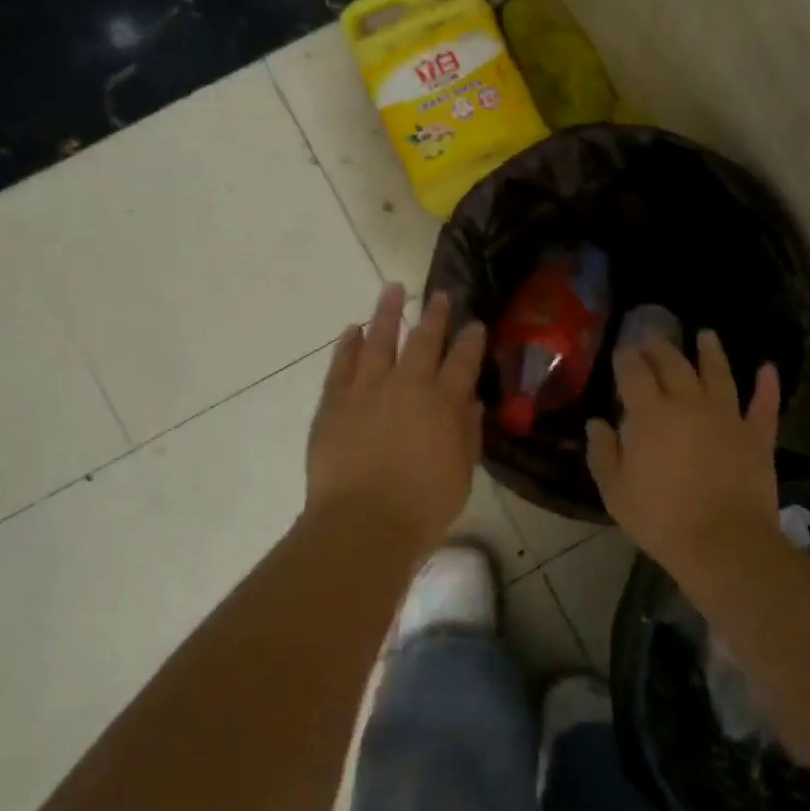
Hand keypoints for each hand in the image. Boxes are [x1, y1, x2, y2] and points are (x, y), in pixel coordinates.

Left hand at [307, 285, 486, 551]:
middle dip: (434, 315)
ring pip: (379, 340)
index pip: (463, 362)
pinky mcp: (335, 402)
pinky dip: (347, 344)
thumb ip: (468, 433)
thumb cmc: (423, 506)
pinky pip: (341, 364)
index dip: (470, 340)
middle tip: (439, 294)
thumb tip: (472, 402)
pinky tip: (352, 328)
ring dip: (387, 313)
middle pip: (423, 341)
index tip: (474, 323)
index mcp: (444, 403)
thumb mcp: (462, 473)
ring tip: (392, 288)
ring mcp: (368, 390)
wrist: (363, 522)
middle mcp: (408, 386)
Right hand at [586, 330, 781, 568]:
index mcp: (651, 414)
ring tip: (706, 334)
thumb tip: (597, 423)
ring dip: (711, 351)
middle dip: (661, 347)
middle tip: (653, 336)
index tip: (622, 349)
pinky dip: (767, 385)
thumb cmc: (661, 519)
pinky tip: (767, 368)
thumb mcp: (616, 491)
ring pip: (719, 373)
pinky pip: (763, 405)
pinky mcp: (757, 436)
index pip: (634, 373)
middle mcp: (689, 404)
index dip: (626, 357)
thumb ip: (603, 452)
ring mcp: (727, 417)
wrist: (724, 543)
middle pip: (674, 364)